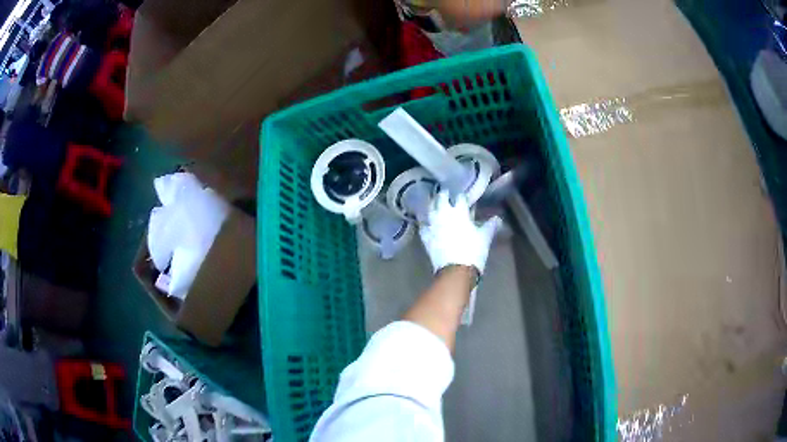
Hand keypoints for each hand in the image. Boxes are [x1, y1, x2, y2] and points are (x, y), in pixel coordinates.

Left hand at [419, 190, 502, 274]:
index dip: (462, 197)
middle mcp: (443, 214)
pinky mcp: (425, 237)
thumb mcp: (485, 237)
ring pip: (429, 209)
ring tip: (435, 205)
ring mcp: (432, 225)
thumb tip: (498, 218)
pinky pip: (423, 226)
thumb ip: (491, 225)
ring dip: (432, 205)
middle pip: (441, 198)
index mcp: (459, 211)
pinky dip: (425, 223)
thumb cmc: (473, 250)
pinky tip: (427, 224)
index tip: (464, 198)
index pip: (459, 197)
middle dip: (444, 195)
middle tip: (446, 195)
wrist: (456, 270)